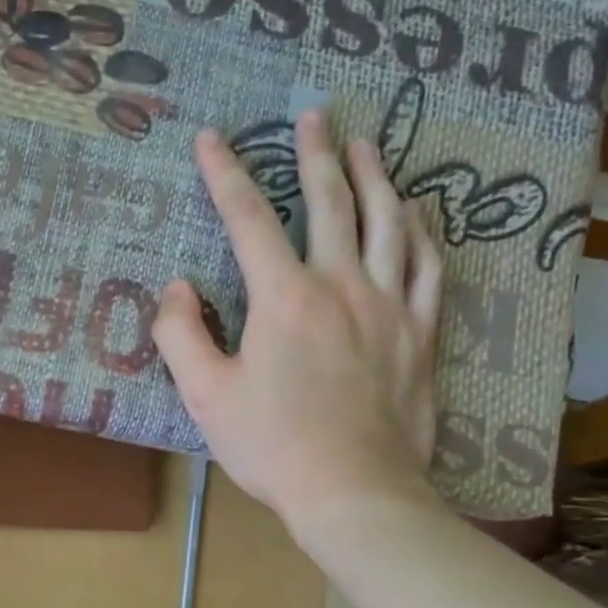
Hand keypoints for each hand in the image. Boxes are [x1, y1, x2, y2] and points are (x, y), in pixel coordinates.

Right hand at [154, 109, 444, 537]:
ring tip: (368, 144)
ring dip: (375, 176)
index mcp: (284, 298)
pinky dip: (423, 231)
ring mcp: (389, 306)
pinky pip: (429, 266)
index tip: (211, 138)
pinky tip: (418, 212)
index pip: (248, 219)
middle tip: (313, 116)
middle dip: (315, 155)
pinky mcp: (421, 333)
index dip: (225, 173)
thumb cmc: (272, 446)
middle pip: (329, 202)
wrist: (353, 491)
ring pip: (388, 222)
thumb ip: (181, 335)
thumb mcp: (206, 396)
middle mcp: (341, 285)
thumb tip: (178, 288)